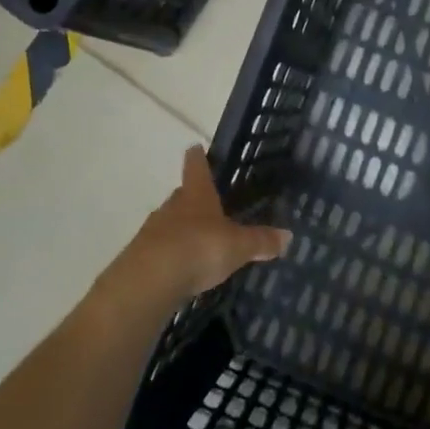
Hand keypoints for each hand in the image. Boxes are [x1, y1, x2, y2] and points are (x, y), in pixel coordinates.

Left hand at [101, 147, 290, 311]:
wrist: (150, 281)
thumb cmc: (199, 248)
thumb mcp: (238, 246)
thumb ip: (261, 241)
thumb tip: (288, 236)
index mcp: (196, 194)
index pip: (195, 166)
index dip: (197, 157)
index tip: (195, 147)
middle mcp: (172, 206)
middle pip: (182, 195)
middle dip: (193, 198)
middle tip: (208, 204)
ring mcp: (153, 230)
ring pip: (170, 222)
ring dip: (182, 229)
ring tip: (199, 241)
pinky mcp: (141, 257)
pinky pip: (161, 249)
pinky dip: (171, 254)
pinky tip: (182, 268)